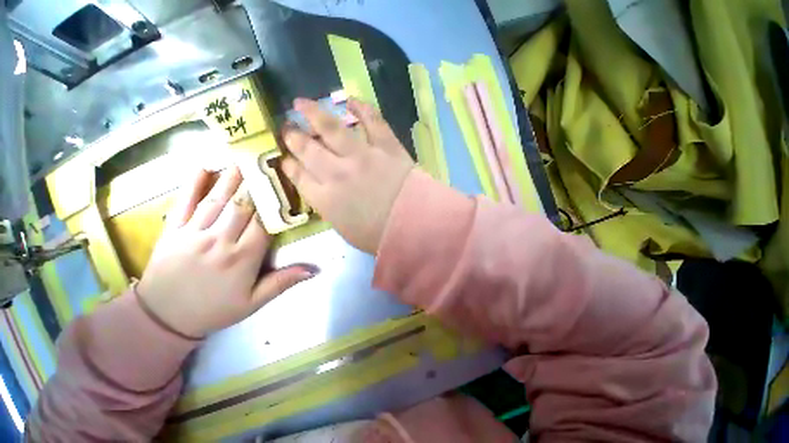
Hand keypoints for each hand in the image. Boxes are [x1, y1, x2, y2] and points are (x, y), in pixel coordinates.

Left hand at [136, 167, 315, 337]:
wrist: (162, 319)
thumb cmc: (215, 309)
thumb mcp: (254, 303)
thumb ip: (283, 282)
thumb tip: (314, 269)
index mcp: (243, 257)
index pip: (265, 222)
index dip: (276, 202)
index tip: (286, 184)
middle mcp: (219, 240)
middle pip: (242, 205)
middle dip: (256, 183)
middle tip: (266, 161)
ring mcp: (193, 233)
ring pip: (217, 200)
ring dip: (232, 178)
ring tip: (243, 158)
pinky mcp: (173, 231)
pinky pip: (184, 204)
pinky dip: (192, 184)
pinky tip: (202, 167)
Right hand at [281, 98, 413, 253]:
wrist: (413, 224)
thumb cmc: (379, 237)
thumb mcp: (346, 231)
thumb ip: (331, 210)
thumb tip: (324, 195)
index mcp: (325, 199)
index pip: (298, 176)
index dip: (289, 165)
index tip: (285, 159)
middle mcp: (337, 173)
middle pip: (308, 149)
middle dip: (294, 137)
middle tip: (288, 129)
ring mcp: (362, 156)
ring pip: (331, 128)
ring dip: (314, 113)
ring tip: (302, 103)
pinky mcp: (385, 146)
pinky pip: (371, 121)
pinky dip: (361, 109)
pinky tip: (351, 101)